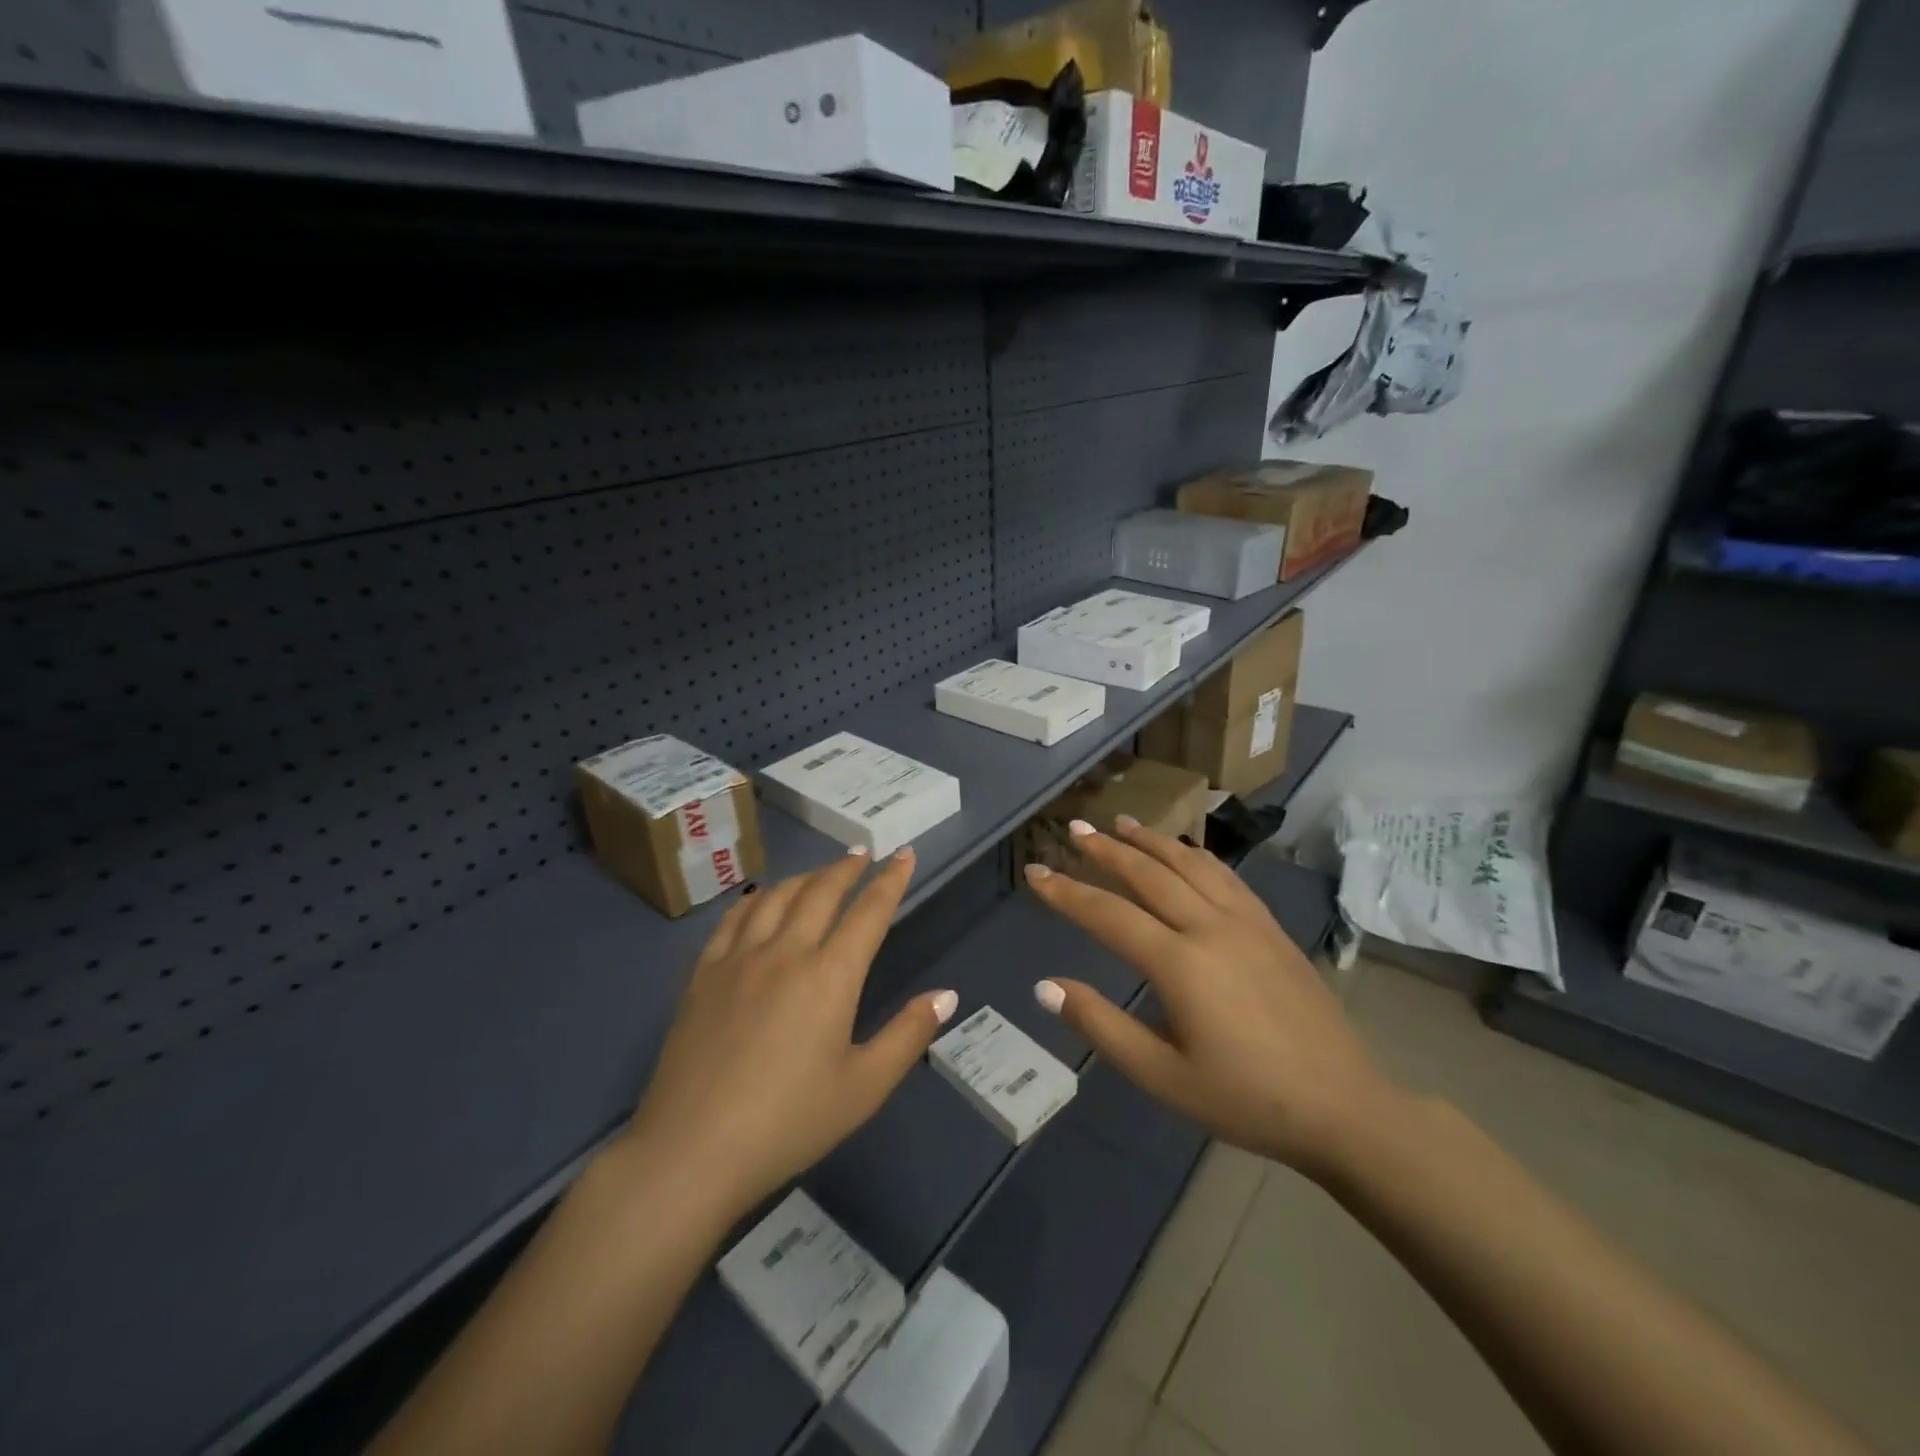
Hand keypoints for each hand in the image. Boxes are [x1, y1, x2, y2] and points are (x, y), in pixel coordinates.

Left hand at [619, 846, 957, 1219]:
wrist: (691, 1150)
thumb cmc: (788, 1123)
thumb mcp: (863, 1088)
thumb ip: (908, 1035)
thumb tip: (947, 995)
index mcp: (830, 976)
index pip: (869, 912)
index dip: (890, 880)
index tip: (903, 854)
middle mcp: (786, 952)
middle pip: (821, 892)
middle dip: (847, 868)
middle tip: (862, 853)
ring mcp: (739, 959)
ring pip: (777, 897)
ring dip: (804, 877)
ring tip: (819, 873)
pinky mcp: (703, 974)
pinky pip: (733, 919)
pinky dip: (756, 899)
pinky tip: (760, 901)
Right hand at [1022, 817, 1398, 1179]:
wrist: (1343, 1107)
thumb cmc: (1245, 1098)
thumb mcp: (1162, 1077)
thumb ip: (1101, 1026)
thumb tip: (1046, 987)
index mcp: (1180, 963)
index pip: (1107, 914)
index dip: (1066, 891)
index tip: (1035, 872)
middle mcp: (1210, 927)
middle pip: (1148, 873)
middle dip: (1106, 849)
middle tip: (1074, 829)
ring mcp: (1246, 921)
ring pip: (1188, 864)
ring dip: (1150, 840)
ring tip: (1121, 823)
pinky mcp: (1271, 927)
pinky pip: (1225, 875)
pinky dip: (1194, 854)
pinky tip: (1184, 851)